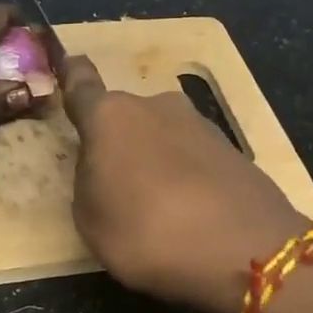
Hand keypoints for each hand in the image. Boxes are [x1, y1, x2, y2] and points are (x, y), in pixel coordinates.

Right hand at [61, 55, 310, 312]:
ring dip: (156, 159)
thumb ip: (90, 182)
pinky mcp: (233, 149)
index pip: (82, 85)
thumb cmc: (146, 233)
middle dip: (120, 142)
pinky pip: (194, 158)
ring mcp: (200, 124)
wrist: (243, 249)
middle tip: (118, 186)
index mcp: (110, 117)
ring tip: (159, 207)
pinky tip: (192, 212)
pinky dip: (187, 176)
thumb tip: (104, 166)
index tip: (69, 62)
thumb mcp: (91, 220)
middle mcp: (155, 107)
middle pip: (127, 118)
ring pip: (163, 136)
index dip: (72, 76)